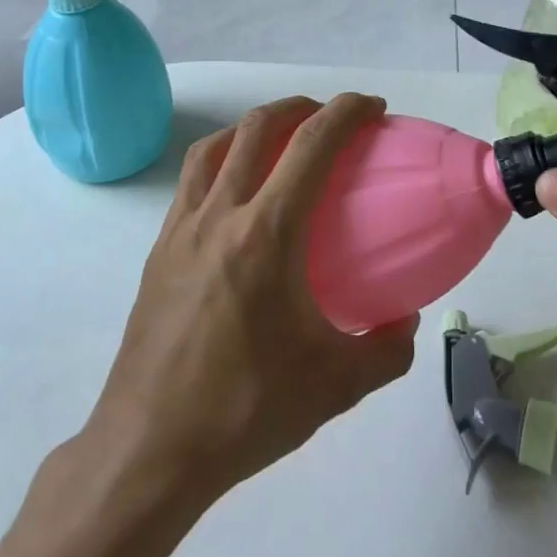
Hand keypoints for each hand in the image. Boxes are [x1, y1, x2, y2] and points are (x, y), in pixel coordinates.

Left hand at [80, 94, 418, 505]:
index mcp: (267, 234)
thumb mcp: (336, 386)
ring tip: (279, 139)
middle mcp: (220, 216)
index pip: (311, 145)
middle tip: (330, 118)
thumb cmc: (246, 410)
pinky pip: (191, 182)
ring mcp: (181, 230)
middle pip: (257, 128)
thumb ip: (387, 349)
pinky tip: (235, 195)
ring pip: (214, 148)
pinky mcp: (157, 251)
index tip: (372, 109)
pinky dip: (220, 161)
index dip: (346, 112)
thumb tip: (406, 320)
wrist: (149, 449)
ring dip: (253, 127)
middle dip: (300, 107)